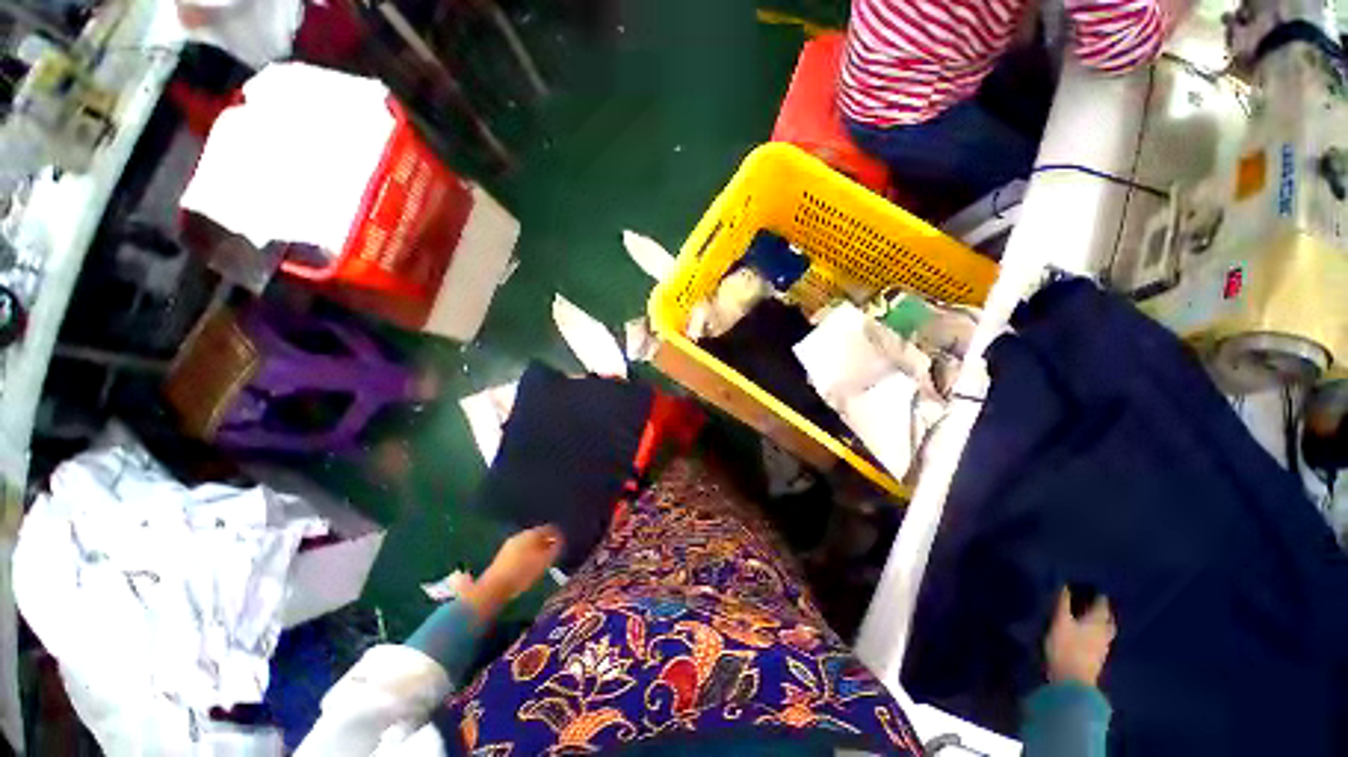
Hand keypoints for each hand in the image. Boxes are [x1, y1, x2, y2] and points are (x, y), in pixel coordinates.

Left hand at [461, 526, 563, 621]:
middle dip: (547, 541)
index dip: (558, 534)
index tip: (564, 542)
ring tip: (543, 560)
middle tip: (555, 551)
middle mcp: (520, 535)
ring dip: (537, 549)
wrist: (494, 588)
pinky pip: (521, 550)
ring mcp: (509, 545)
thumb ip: (555, 549)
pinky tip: (530, 565)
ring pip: (528, 543)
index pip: (549, 528)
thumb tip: (561, 541)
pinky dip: (528, 555)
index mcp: (531, 533)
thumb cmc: (523, 573)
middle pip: (538, 535)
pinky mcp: (502, 557)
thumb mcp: (545, 561)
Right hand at [1045, 587, 1116, 686]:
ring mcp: (1103, 647)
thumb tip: (1065, 585)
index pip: (1102, 605)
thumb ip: (1062, 604)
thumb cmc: (1066, 646)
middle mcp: (1105, 632)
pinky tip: (1090, 636)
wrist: (1072, 681)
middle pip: (1108, 619)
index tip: (1094, 589)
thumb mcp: (1060, 622)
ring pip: (1106, 631)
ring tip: (1092, 619)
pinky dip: (1097, 634)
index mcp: (1097, 621)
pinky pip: (1101, 641)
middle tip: (1095, 603)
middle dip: (1104, 611)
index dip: (1099, 596)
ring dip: (1102, 623)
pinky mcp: (1098, 658)